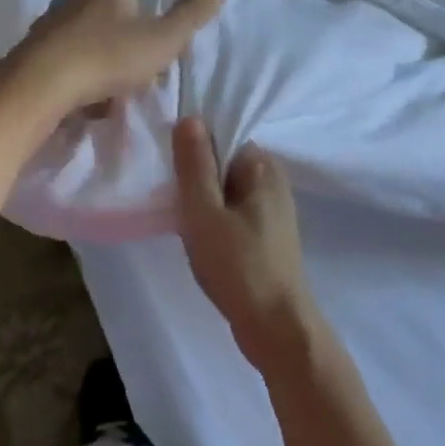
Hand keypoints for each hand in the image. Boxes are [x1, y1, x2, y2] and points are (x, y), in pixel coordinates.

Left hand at [4, 0, 223, 121]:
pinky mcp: (28, 52)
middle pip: (103, 17)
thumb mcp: (163, 39)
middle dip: (117, 43)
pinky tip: (81, 103)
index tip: (149, 47)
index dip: (142, 18)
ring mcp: (47, 24)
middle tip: (130, 74)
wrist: (42, 86)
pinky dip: (73, 79)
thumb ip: (192, 15)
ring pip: (81, 42)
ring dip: (95, 64)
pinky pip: (60, 64)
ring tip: (106, 95)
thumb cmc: (109, 56)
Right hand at [172, 116, 319, 371]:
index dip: (193, 147)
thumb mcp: (204, 211)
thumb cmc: (238, 265)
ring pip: (226, 189)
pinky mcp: (267, 234)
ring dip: (203, 199)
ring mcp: (272, 209)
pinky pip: (233, 211)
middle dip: (196, 174)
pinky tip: (197, 236)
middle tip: (169, 194)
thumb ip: (195, 164)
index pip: (223, 136)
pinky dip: (214, 217)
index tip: (168, 167)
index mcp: (263, 166)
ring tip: (179, 216)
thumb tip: (190, 118)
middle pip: (224, 161)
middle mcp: (272, 180)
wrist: (276, 327)